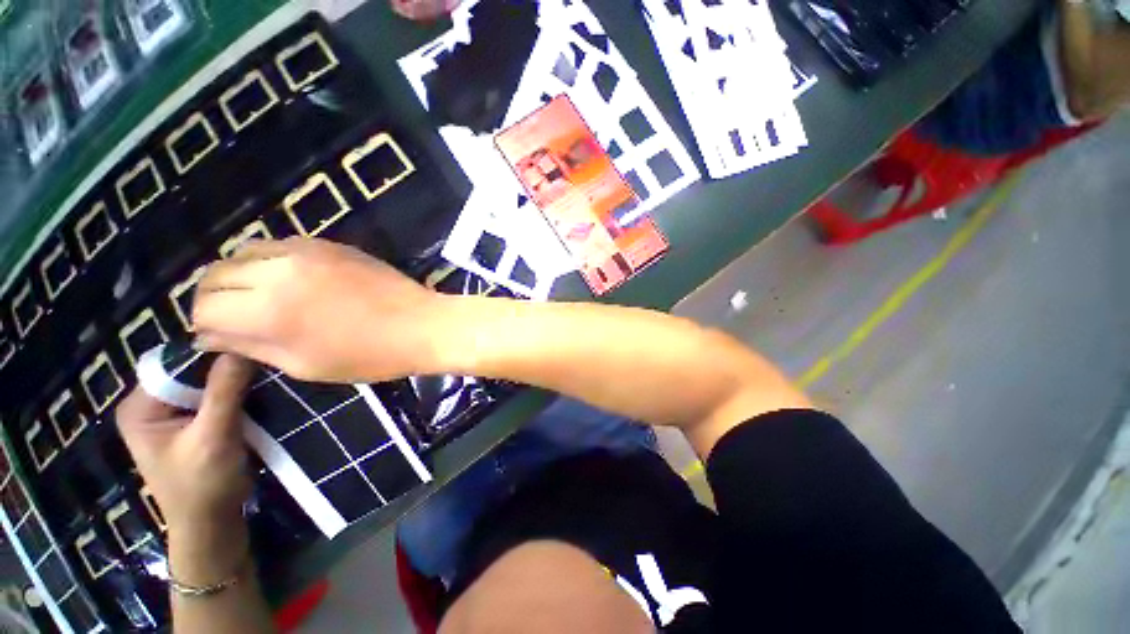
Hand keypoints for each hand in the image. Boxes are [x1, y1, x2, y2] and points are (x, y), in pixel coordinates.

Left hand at [115, 355, 252, 534]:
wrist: (212, 524)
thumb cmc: (203, 485)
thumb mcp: (214, 437)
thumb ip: (224, 392)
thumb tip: (241, 347)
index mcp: (139, 408)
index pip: (173, 365)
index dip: (208, 356)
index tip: (246, 352)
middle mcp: (151, 406)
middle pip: (189, 373)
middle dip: (223, 371)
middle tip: (259, 365)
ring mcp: (171, 416)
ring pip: (205, 384)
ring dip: (233, 383)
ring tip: (262, 378)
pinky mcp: (192, 424)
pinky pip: (213, 397)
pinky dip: (235, 394)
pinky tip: (256, 394)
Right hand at [192, 237, 448, 382]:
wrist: (421, 324)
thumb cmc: (368, 355)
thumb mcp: (303, 364)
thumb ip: (251, 346)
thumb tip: (211, 336)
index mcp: (266, 309)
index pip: (204, 306)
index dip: (204, 324)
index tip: (218, 336)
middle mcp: (277, 270)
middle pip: (216, 273)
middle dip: (214, 297)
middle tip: (232, 317)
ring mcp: (305, 250)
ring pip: (244, 251)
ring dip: (239, 274)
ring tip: (258, 297)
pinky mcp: (329, 243)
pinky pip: (280, 244)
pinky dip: (269, 260)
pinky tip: (287, 280)